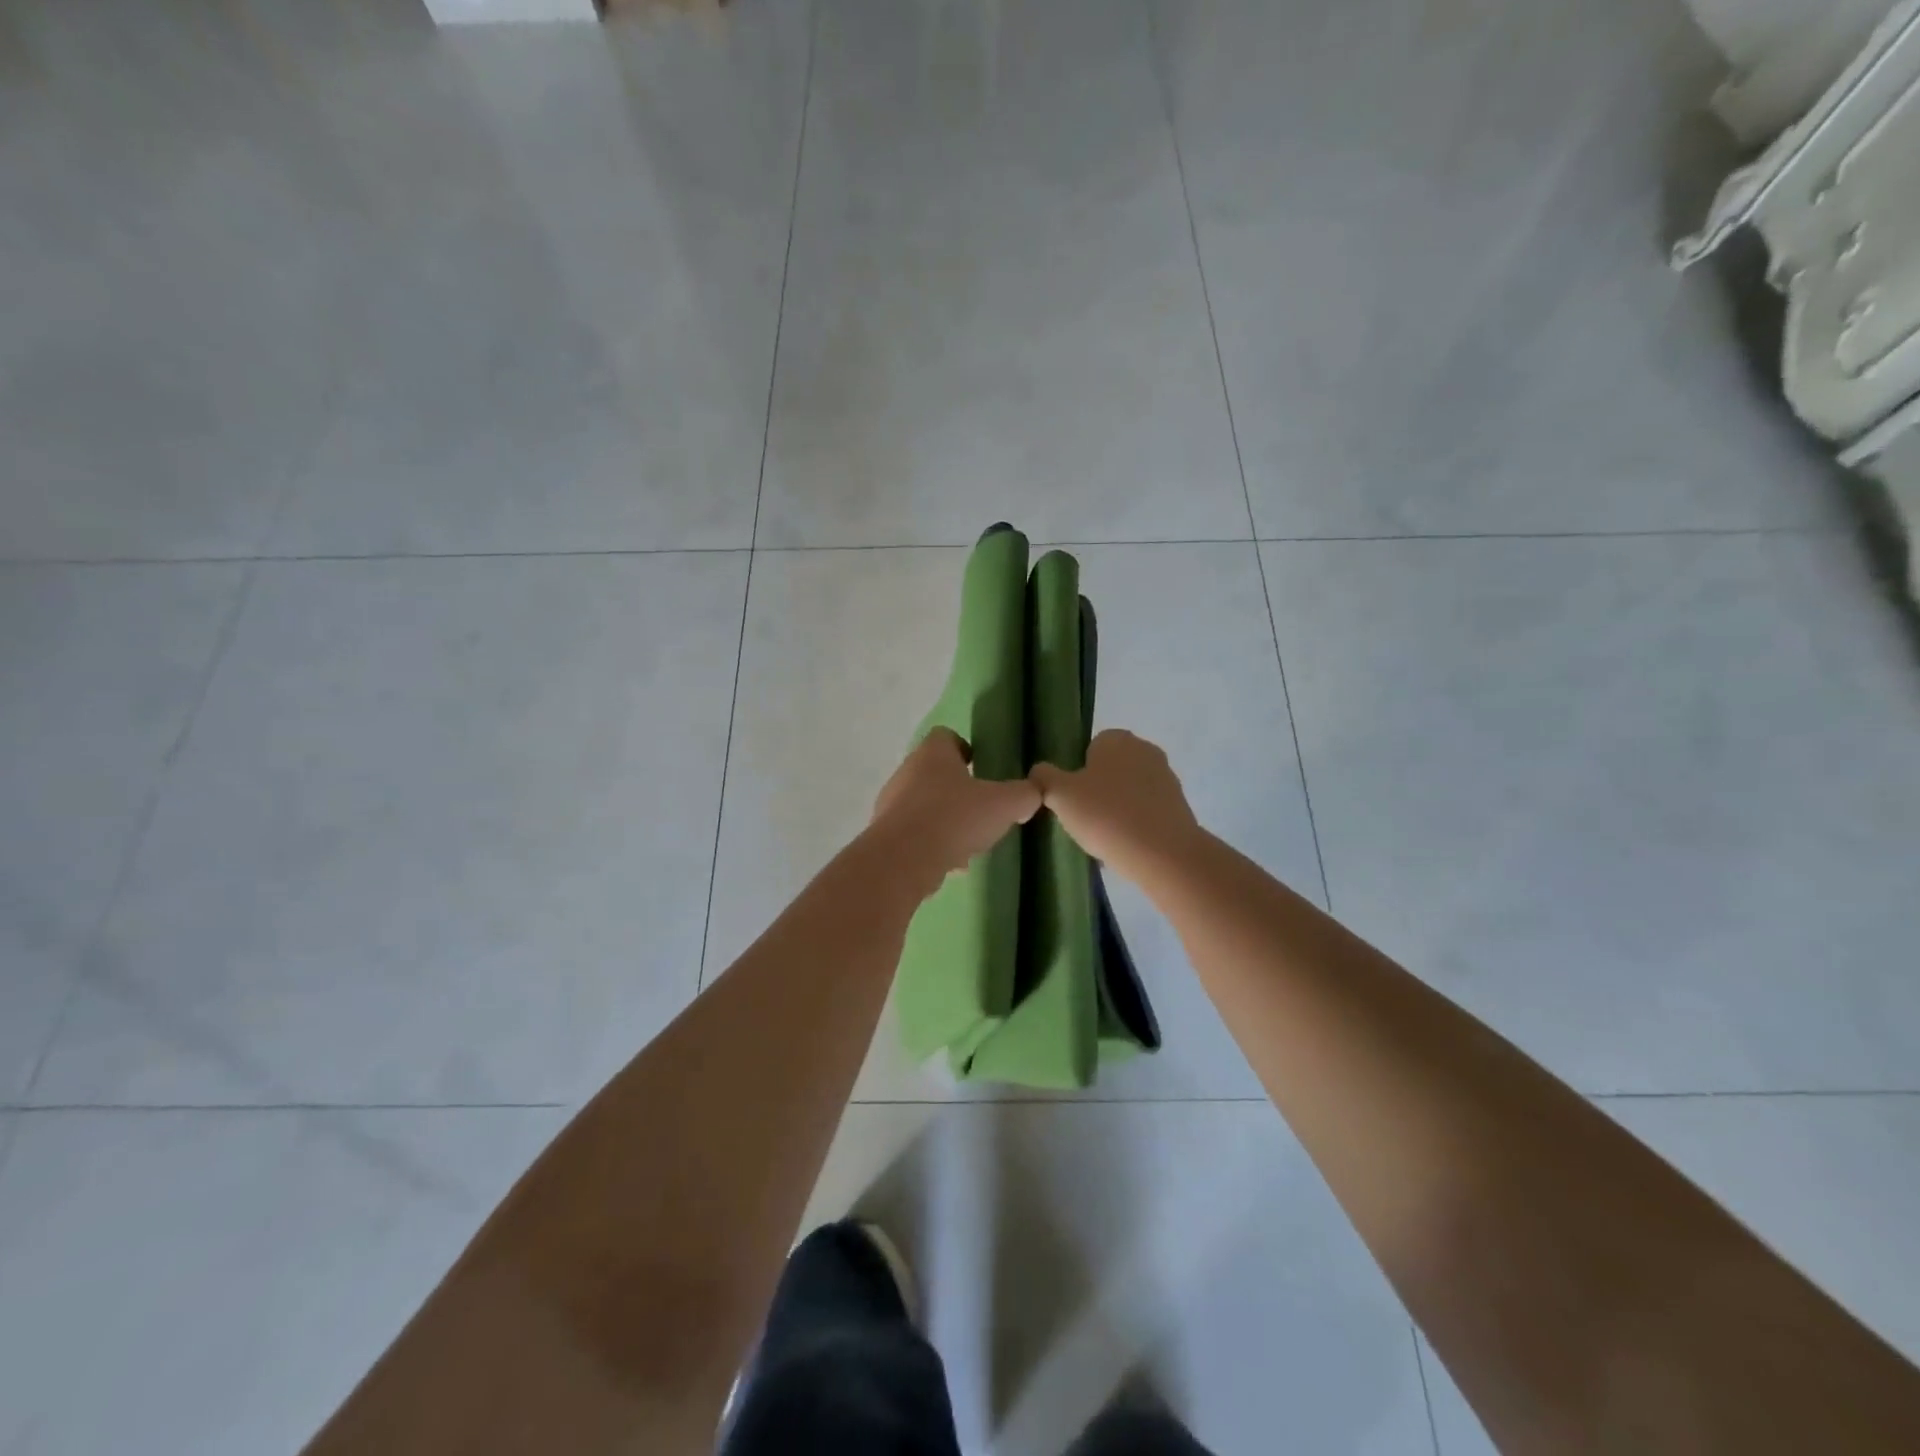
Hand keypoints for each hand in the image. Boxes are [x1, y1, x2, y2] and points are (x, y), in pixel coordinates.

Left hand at [869, 728, 1041, 888]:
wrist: (904, 859)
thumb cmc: (955, 818)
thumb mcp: (1004, 804)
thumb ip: (1024, 795)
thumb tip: (1032, 794)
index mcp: (933, 753)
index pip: (946, 736)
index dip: (965, 749)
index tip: (981, 768)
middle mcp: (907, 771)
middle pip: (934, 772)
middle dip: (958, 790)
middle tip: (981, 809)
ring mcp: (891, 802)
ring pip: (924, 805)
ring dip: (945, 820)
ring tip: (969, 843)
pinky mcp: (884, 833)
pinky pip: (913, 833)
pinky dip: (931, 844)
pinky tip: (950, 864)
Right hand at [1029, 729, 1203, 886]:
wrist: (1162, 854)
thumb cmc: (1106, 816)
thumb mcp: (1060, 795)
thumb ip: (1044, 777)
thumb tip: (1039, 772)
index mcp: (1117, 739)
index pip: (1089, 748)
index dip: (1077, 773)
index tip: (1072, 799)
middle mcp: (1146, 750)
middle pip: (1110, 769)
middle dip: (1097, 790)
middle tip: (1084, 818)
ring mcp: (1167, 778)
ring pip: (1129, 791)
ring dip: (1117, 808)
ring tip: (1104, 837)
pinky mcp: (1180, 806)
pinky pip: (1146, 811)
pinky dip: (1135, 823)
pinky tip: (1125, 845)